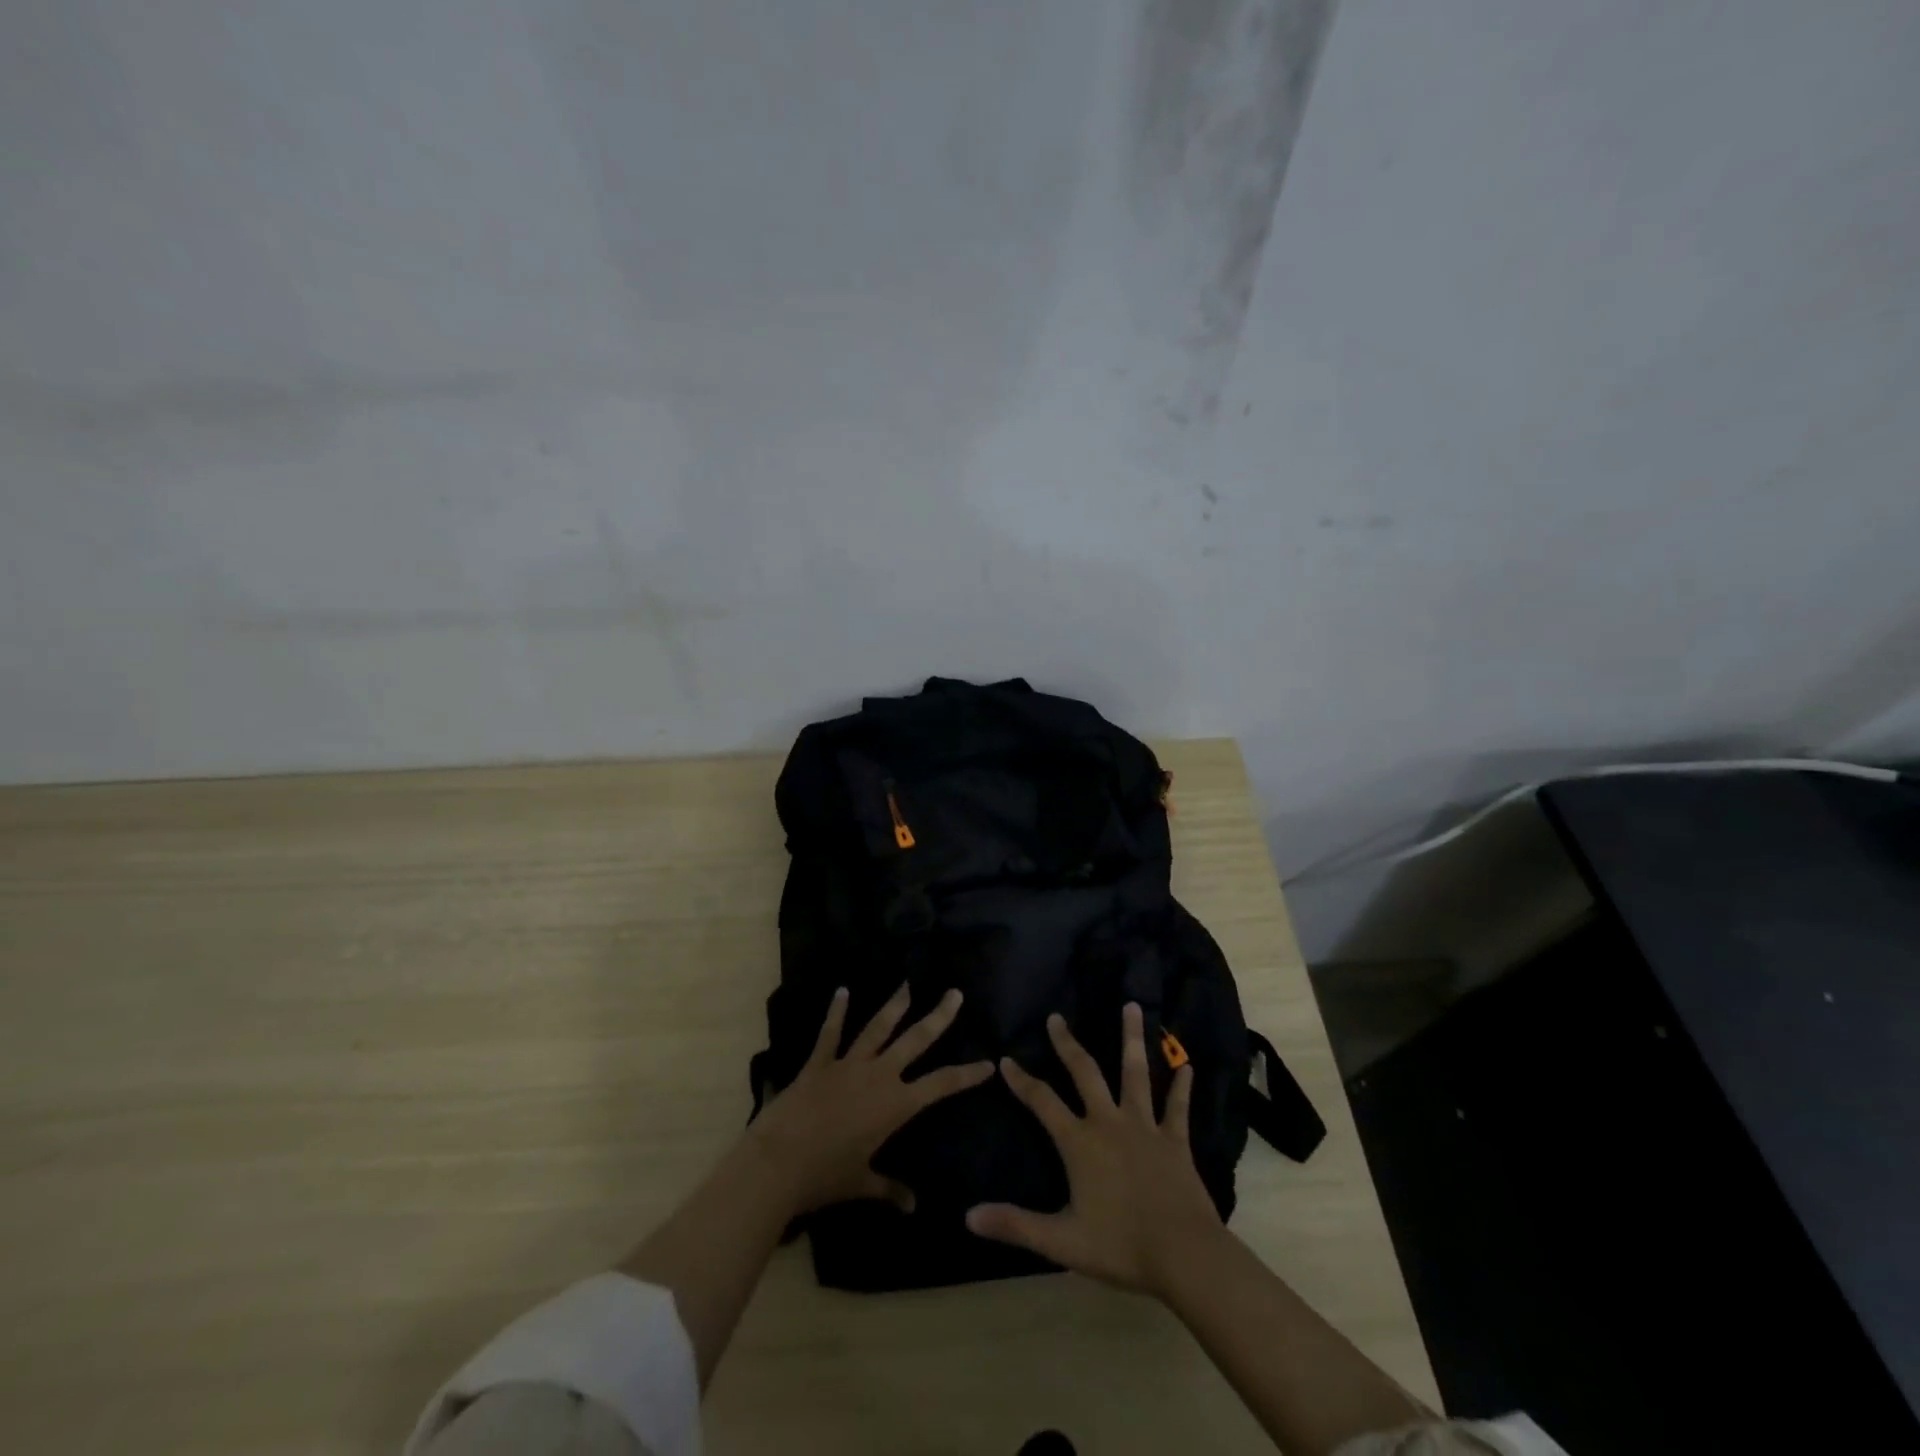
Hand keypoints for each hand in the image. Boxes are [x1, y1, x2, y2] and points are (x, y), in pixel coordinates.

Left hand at [746, 984, 994, 1217]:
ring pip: (878, 1028)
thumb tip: (912, 1206)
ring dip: (894, 1005)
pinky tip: (842, 991)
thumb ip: (889, 1189)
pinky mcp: (820, 1062)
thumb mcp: (861, 1183)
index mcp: (895, 1104)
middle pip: (915, 1040)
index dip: (967, 1074)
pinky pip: (831, 1032)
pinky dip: (836, 1011)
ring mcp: (848, 1064)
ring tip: (908, 984)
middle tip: (954, 994)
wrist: (779, 1162)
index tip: (988, 1064)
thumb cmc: (825, 1176)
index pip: (941, 1085)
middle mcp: (878, 1075)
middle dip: (938, 1017)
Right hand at [966, 1004, 1224, 1296]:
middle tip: (1057, 1018)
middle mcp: (1110, 1122)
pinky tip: (1187, 1065)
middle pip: (1085, 1072)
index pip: (1042, 1102)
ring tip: (1132, 1006)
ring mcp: (1145, 1126)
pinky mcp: (1175, 1140)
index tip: (1007, 1059)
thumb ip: (1015, 1225)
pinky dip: (1182, 1086)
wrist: (1183, 1254)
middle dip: (1068, 1044)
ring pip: (1136, 1073)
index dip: (1022, 1081)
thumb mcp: (1062, 1242)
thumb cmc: (1120, 1247)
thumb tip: (969, 1216)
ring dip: (1132, 1038)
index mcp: (1080, 1142)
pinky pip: (1178, 1107)